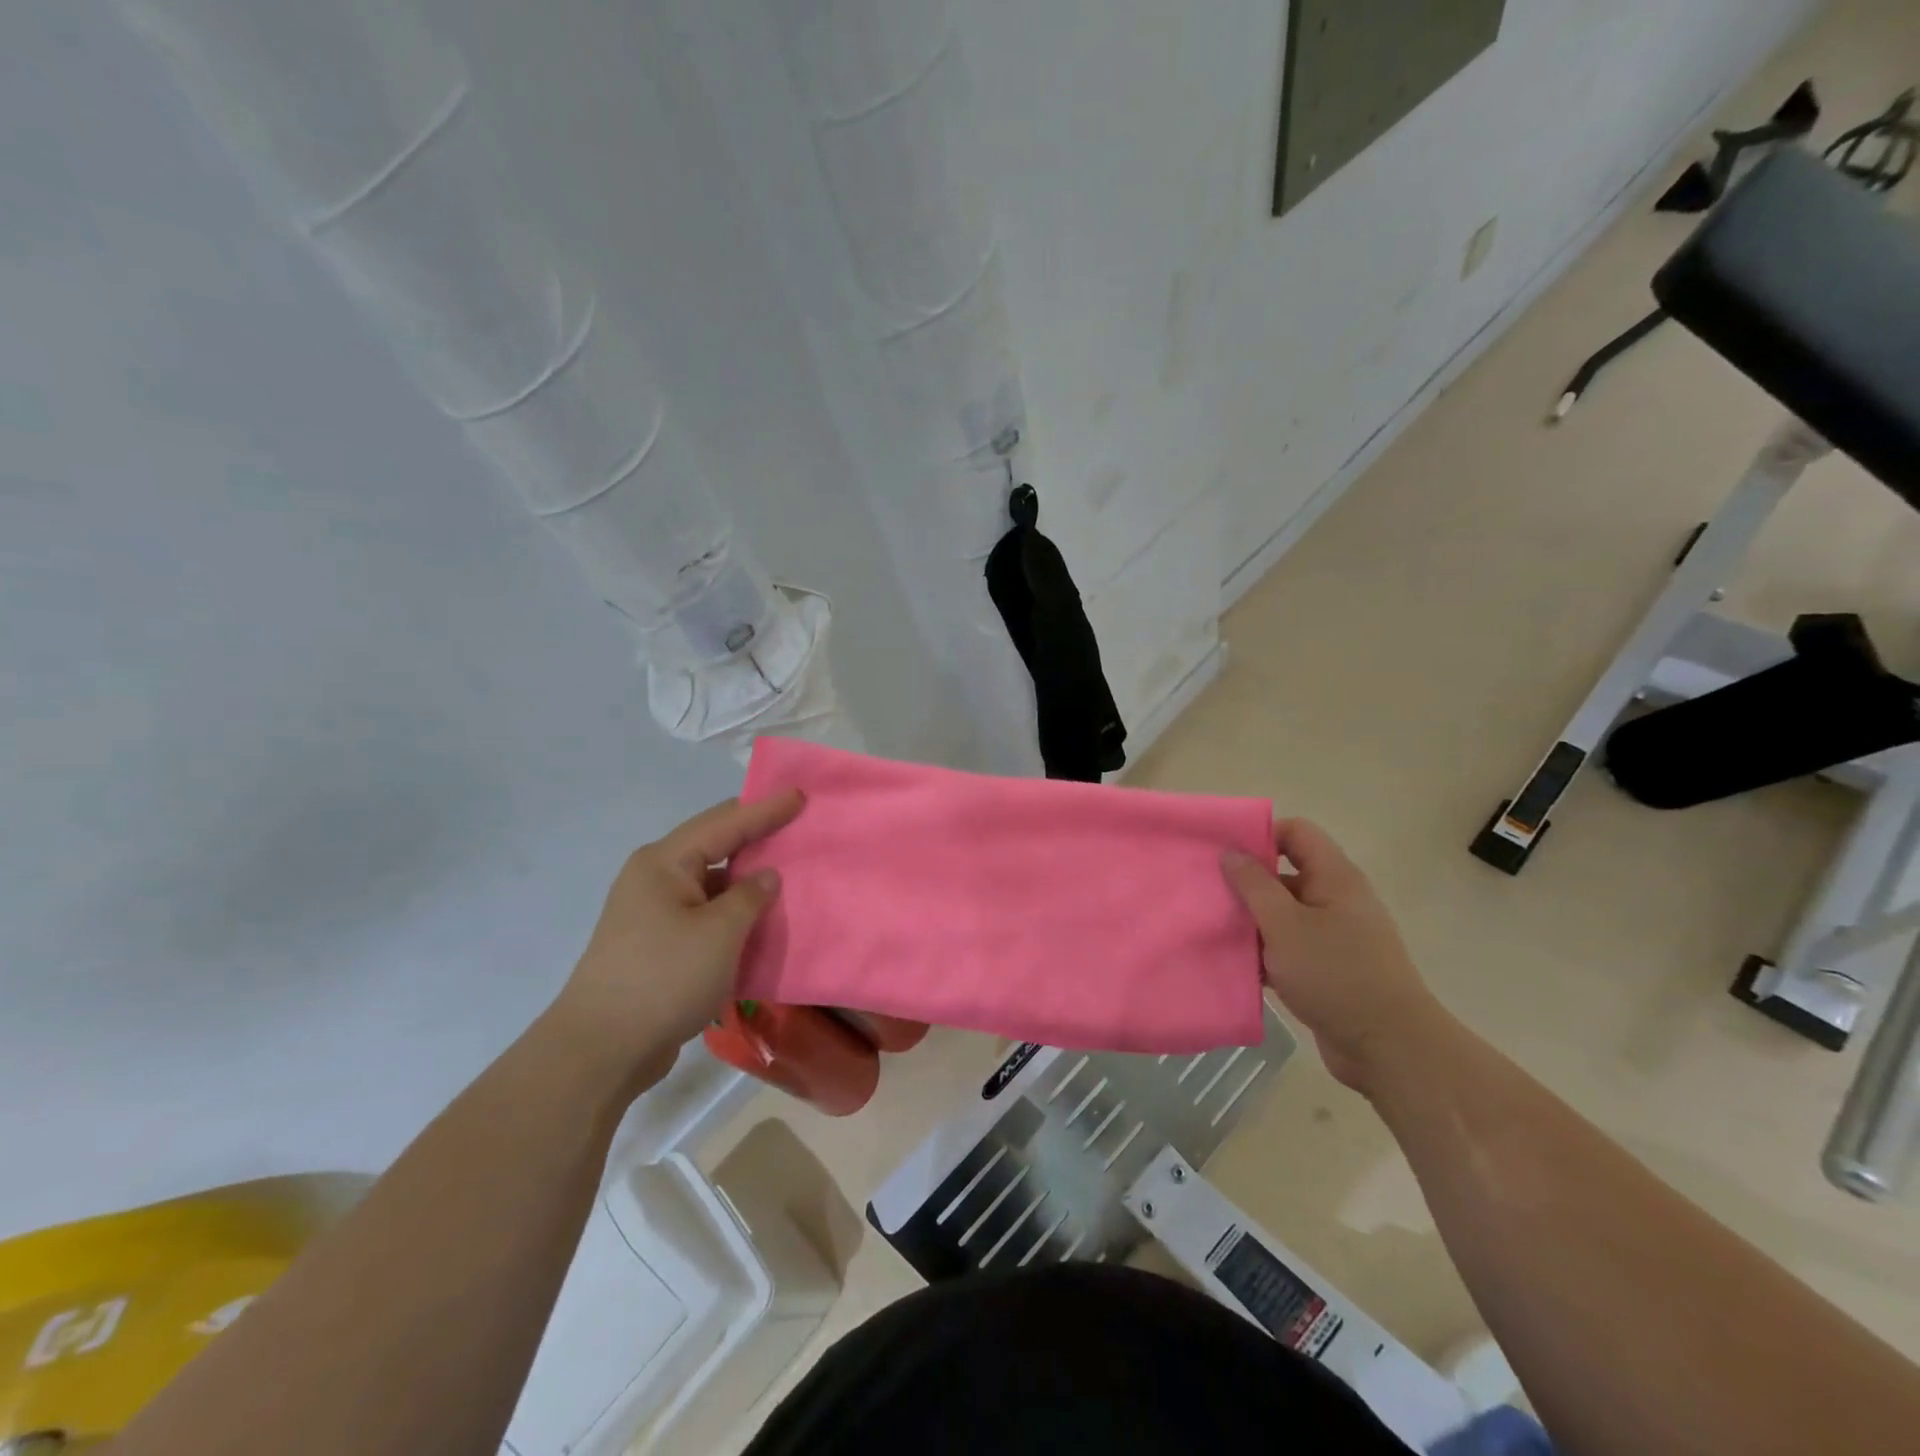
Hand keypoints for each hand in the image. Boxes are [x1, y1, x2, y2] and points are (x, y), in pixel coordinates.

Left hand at [547, 791, 803, 1088]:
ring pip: (711, 882)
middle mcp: (655, 878)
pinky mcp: (658, 944)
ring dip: (746, 878)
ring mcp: (654, 912)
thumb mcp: (719, 933)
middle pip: (715, 845)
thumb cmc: (663, 979)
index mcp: (664, 862)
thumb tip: (766, 876)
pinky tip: (761, 917)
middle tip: (796, 825)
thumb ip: (750, 897)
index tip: (800, 795)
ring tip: (788, 869)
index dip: (765, 809)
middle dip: (756, 836)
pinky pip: (706, 913)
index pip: (725, 823)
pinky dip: (734, 911)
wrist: (601, 1051)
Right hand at [1223, 819, 1445, 1095]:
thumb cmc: (1336, 974)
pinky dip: (1262, 952)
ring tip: (1209, 925)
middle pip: (1284, 874)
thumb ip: (1253, 886)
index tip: (1223, 850)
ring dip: (1250, 920)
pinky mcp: (1326, 970)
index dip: (1261, 834)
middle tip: (1206, 889)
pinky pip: (1286, 948)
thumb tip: (1230, 852)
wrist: (1389, 1048)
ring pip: (1282, 914)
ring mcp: (1333, 937)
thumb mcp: (1285, 924)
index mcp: (1334, 878)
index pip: (1296, 833)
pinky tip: (1231, 962)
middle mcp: (1336, 900)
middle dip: (1246, 881)